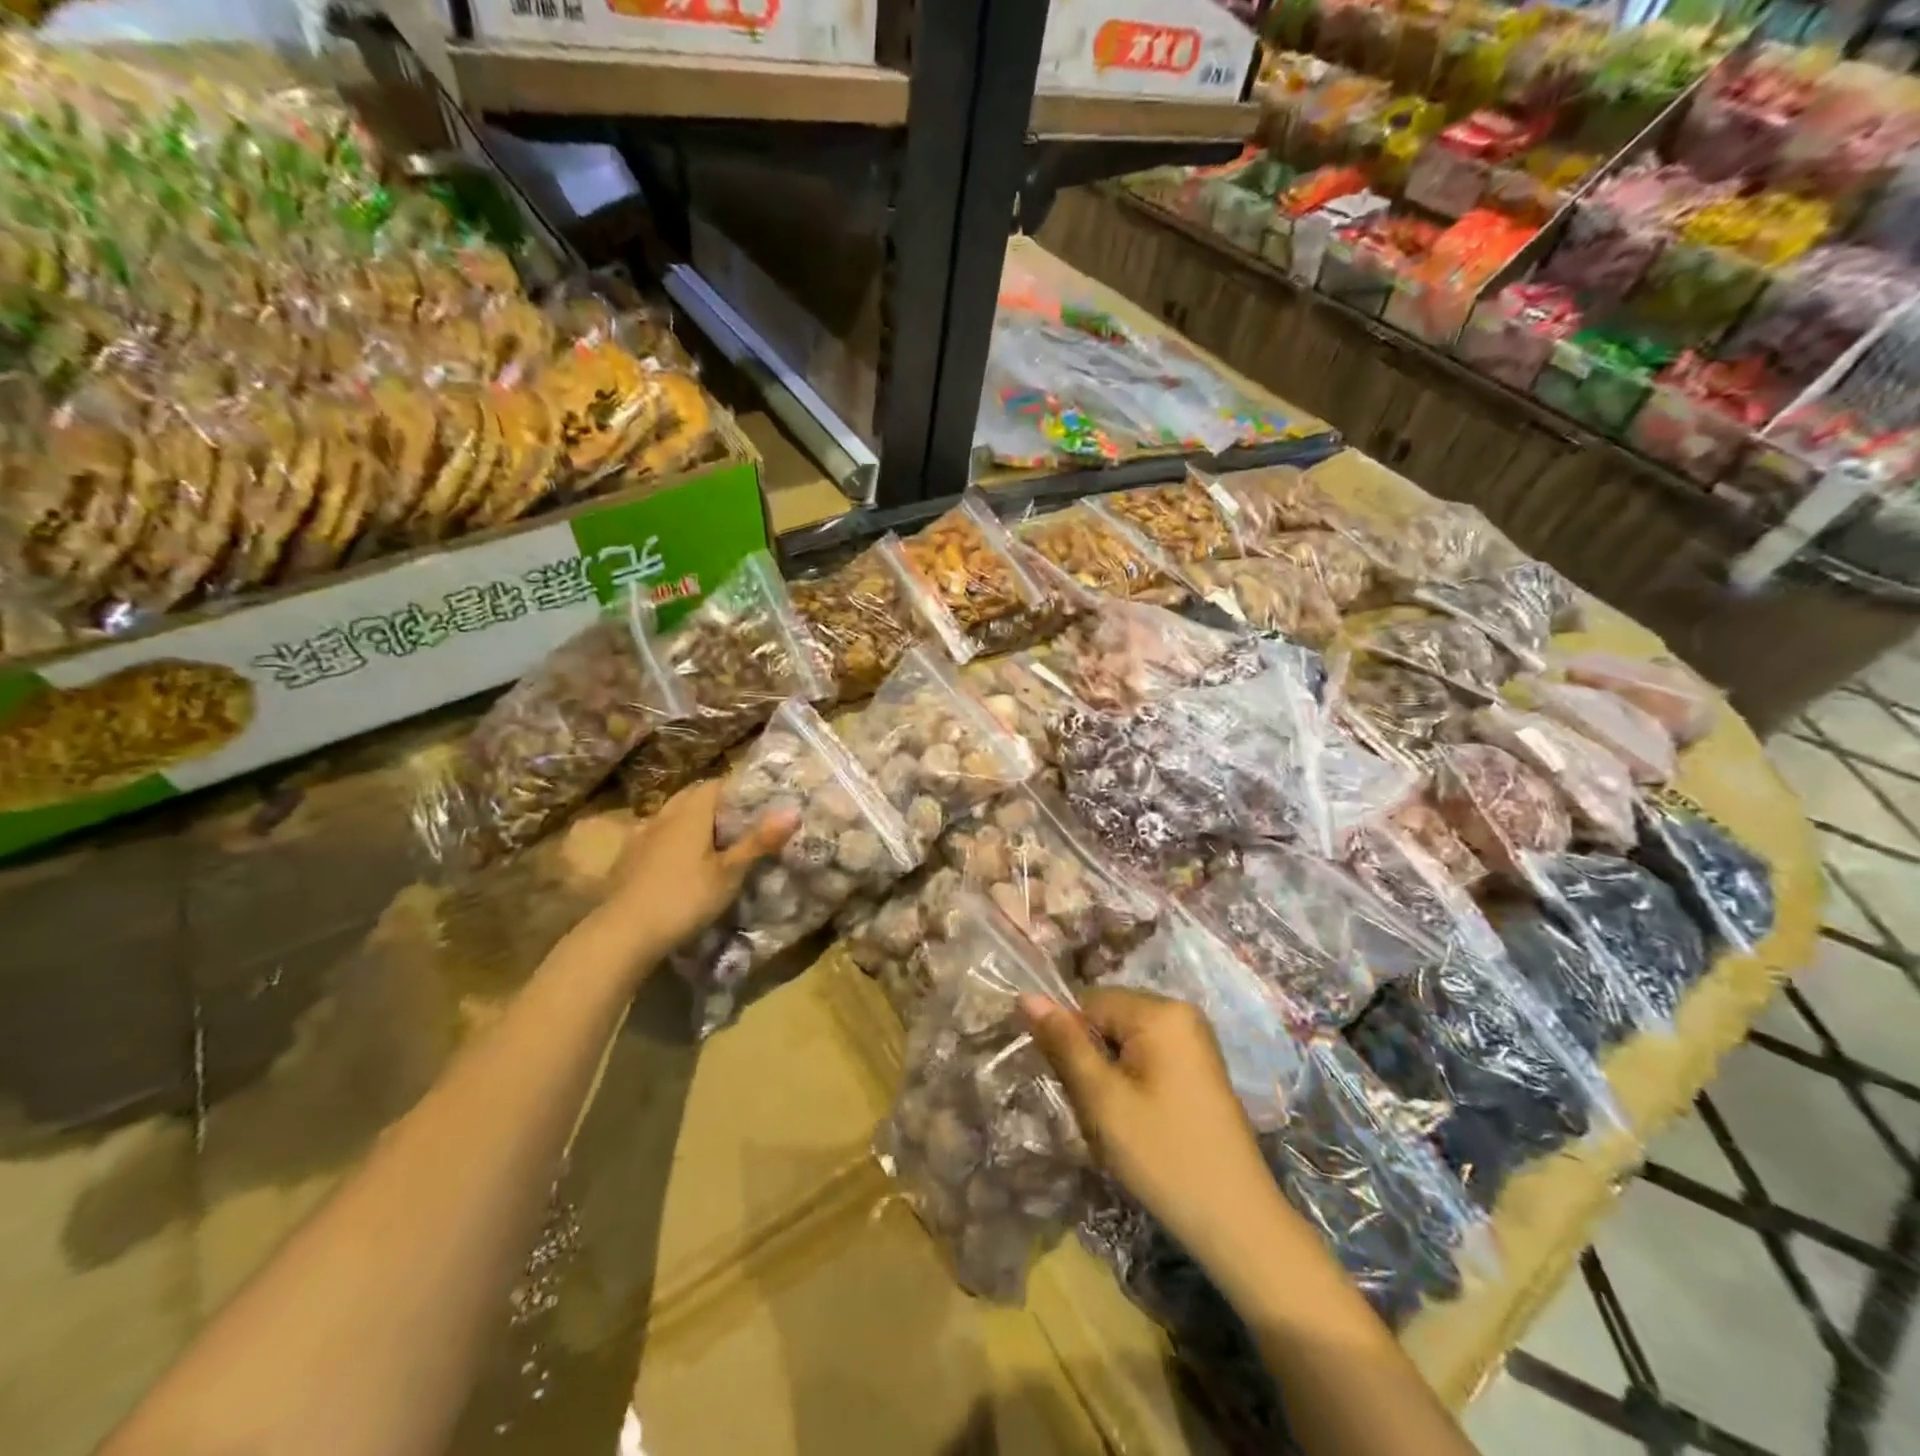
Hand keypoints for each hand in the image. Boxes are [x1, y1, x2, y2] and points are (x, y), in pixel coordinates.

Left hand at [595, 779, 796, 962]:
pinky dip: (669, 839)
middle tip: (738, 822)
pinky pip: (653, 835)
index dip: (738, 789)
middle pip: (692, 796)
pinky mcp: (627, 858)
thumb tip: (793, 810)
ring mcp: (641, 835)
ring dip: (689, 819)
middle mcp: (665, 815)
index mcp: (692, 813)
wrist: (624, 933)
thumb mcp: (730, 873)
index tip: (758, 802)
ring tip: (710, 839)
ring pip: (670, 815)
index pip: (717, 784)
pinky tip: (676, 859)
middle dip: (714, 803)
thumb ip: (759, 841)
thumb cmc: (685, 898)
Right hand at [1022, 987, 1284, 1267]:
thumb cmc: (1163, 1156)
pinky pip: (1147, 1056)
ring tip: (1117, 1121)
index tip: (1069, 1086)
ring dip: (1108, 1075)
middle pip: (1108, 1018)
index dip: (1069, 1041)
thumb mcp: (1103, 1100)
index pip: (1088, 1002)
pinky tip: (1138, 1123)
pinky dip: (1131, 1083)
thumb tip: (1027, 995)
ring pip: (1124, 1041)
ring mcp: (1194, 1039)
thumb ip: (1064, 1044)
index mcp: (1160, 1011)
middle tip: (1095, 1110)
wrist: (1237, 1222)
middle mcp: (1181, 1012)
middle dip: (1090, 1059)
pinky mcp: (1199, 1066)